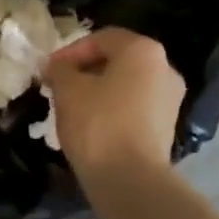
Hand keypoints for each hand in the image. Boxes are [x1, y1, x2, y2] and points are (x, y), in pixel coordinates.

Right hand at [45, 28, 186, 187]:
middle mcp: (164, 69)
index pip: (101, 38)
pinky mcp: (166, 128)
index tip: (48, 71)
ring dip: (98, 92)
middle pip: (117, 61)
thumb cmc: (98, 124)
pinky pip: (134, 109)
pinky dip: (113, 111)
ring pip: (126, 86)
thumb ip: (59, 70)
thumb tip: (55, 66)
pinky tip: (92, 127)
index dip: (70, 52)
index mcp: (143, 51)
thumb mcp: (68, 90)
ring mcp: (170, 100)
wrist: (130, 180)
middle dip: (85, 71)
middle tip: (58, 88)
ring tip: (71, 109)